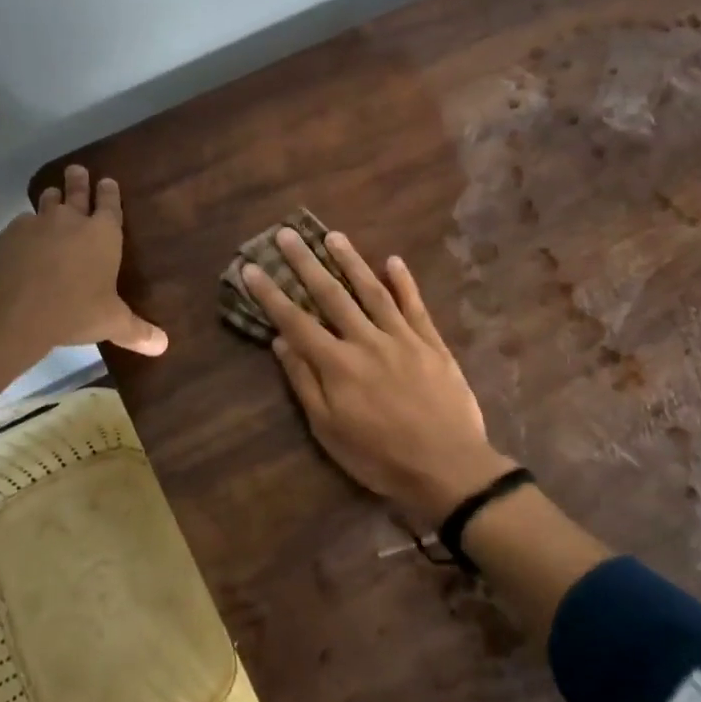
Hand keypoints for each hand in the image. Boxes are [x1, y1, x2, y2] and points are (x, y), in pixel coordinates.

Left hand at [0, 165, 167, 393]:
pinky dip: (20, 234)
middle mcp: (68, 221)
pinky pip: (15, 230)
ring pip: (43, 205)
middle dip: (78, 181)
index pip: (109, 204)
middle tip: (77, 170)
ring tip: (50, 198)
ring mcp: (32, 225)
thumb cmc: (73, 312)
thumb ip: (137, 331)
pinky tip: (19, 246)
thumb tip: (163, 345)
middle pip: (74, 192)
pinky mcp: (3, 238)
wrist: (9, 313)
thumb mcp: (111, 323)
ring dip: (48, 201)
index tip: (107, 181)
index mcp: (101, 234)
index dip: (109, 192)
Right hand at [243, 228, 514, 530]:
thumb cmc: (380, 458)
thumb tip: (281, 342)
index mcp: (337, 365)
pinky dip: (404, 282)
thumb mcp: (329, 431)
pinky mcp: (432, 344)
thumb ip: (305, 383)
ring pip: (372, 291)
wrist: (448, 468)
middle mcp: (366, 341)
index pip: (295, 321)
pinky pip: (415, 306)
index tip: (252, 268)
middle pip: (331, 295)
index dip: (271, 294)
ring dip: (351, 261)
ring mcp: (402, 338)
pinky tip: (394, 261)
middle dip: (306, 263)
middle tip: (287, 234)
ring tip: (333, 236)